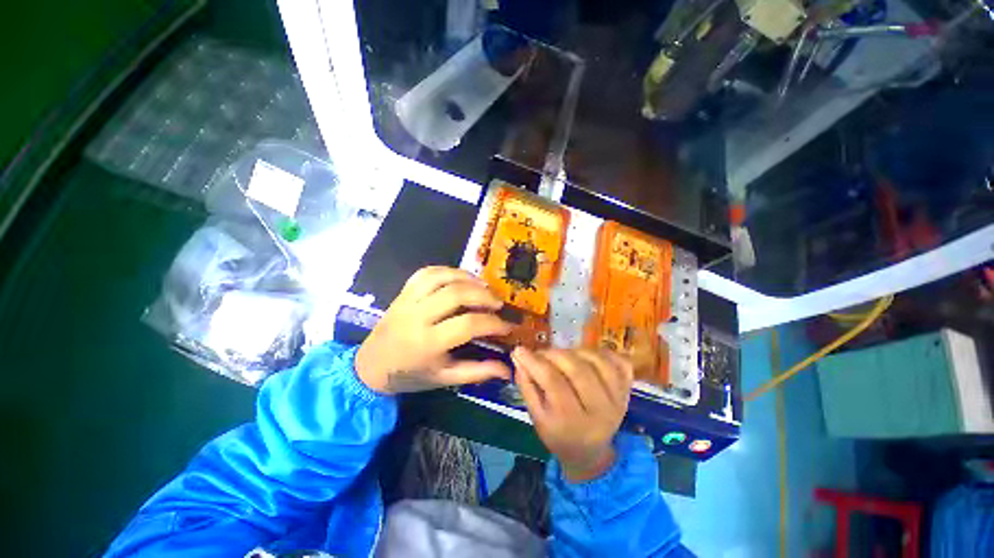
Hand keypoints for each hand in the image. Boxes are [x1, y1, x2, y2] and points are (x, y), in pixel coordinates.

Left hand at [355, 266, 513, 393]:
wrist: (370, 366)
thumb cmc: (410, 375)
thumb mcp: (444, 379)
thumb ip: (477, 372)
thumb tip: (508, 369)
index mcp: (428, 343)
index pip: (468, 324)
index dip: (493, 323)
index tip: (508, 326)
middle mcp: (418, 316)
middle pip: (456, 294)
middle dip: (484, 296)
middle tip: (498, 303)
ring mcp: (408, 300)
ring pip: (442, 277)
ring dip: (468, 278)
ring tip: (484, 288)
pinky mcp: (403, 291)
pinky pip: (427, 272)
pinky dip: (448, 271)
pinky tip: (461, 278)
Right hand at [512, 347, 633, 481]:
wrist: (590, 452)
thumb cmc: (558, 434)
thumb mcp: (536, 417)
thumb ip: (526, 386)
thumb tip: (518, 356)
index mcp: (573, 422)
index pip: (553, 382)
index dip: (534, 362)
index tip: (519, 350)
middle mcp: (600, 411)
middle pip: (578, 369)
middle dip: (554, 354)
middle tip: (541, 353)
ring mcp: (618, 399)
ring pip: (598, 361)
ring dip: (576, 350)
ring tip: (562, 355)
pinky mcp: (627, 390)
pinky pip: (619, 362)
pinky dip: (602, 352)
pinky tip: (587, 356)